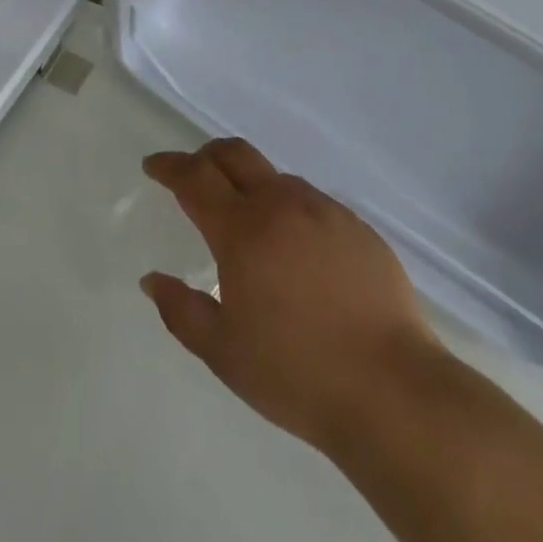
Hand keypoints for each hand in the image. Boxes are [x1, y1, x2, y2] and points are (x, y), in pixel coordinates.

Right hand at [140, 138, 438, 454]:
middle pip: (236, 155)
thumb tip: (152, 279)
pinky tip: (295, 248)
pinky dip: (288, 208)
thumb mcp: (223, 351)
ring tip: (246, 221)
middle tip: (191, 174)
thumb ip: (181, 310)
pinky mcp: (358, 227)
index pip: (195, 178)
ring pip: (276, 178)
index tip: (153, 165)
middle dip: (206, 156)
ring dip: (250, 184)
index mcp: (243, 230)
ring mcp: (325, 211)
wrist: (390, 386)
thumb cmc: (295, 373)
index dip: (170, 166)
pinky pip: (312, 202)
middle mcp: (282, 205)